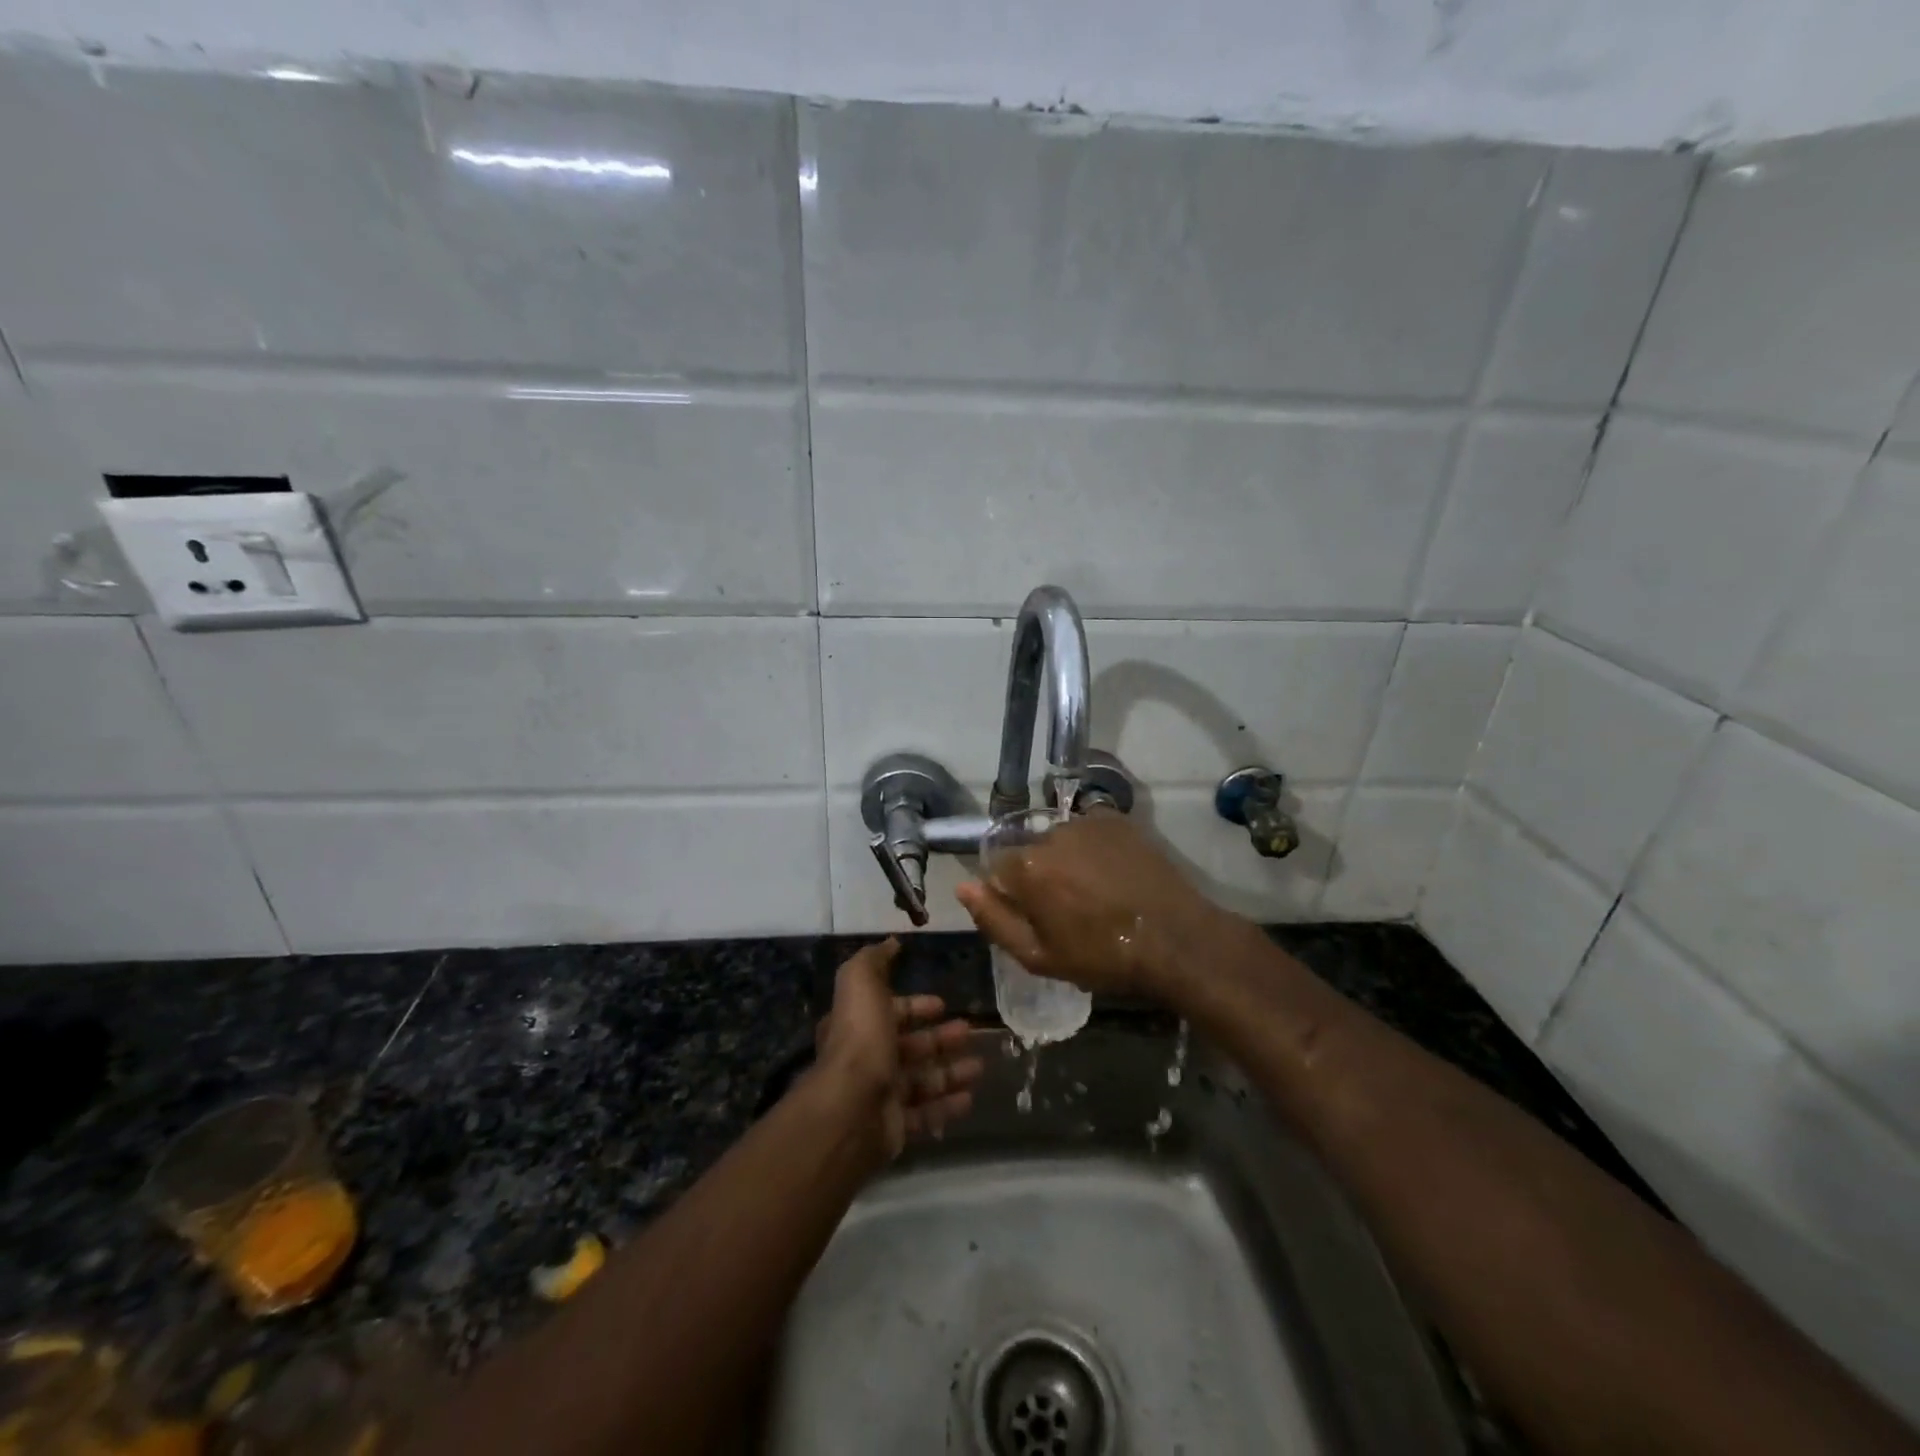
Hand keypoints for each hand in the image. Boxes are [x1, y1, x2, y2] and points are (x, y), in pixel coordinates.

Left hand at [812, 938, 984, 1158]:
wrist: (852, 1107)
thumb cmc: (860, 1038)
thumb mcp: (861, 983)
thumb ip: (874, 960)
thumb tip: (891, 942)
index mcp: (859, 1026)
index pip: (890, 1012)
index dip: (915, 1006)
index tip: (942, 1003)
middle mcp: (868, 1060)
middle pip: (910, 1046)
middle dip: (940, 1038)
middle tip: (970, 1031)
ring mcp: (882, 1096)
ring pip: (922, 1080)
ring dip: (950, 1071)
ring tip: (980, 1066)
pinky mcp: (895, 1128)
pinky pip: (926, 1114)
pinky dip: (948, 1105)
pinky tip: (970, 1097)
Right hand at [955, 812, 1231, 999]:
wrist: (1175, 939)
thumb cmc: (1102, 956)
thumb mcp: (1039, 956)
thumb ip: (993, 920)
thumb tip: (963, 887)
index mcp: (1027, 867)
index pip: (998, 869)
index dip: (1013, 895)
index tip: (1036, 916)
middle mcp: (1051, 833)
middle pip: (1030, 852)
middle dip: (1041, 875)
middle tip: (1070, 908)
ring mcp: (1087, 822)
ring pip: (1060, 840)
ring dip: (1068, 860)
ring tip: (1097, 890)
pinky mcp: (1117, 819)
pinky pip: (1090, 830)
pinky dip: (1094, 847)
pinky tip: (1114, 873)